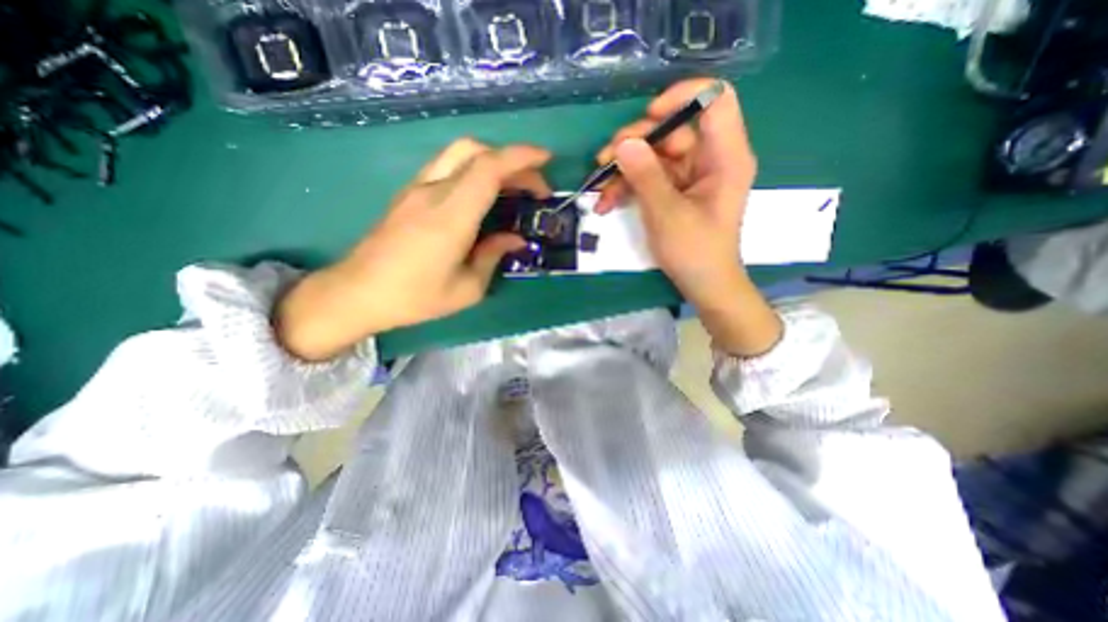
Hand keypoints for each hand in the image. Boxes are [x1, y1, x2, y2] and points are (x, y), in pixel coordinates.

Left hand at [278, 136, 554, 358]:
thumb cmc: (415, 298)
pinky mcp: (409, 194)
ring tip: (512, 189)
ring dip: (492, 162)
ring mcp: (417, 189)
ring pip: (459, 154)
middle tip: (533, 187)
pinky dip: (474, 171)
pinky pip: (447, 168)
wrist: (357, 294)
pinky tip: (484, 197)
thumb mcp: (467, 289)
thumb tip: (515, 238)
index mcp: (450, 217)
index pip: (488, 169)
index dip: (521, 158)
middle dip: (512, 160)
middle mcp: (432, 193)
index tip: (547, 160)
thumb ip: (494, 256)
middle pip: (475, 151)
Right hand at [598, 79, 778, 357]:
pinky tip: (607, 203)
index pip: (715, 99)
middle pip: (673, 129)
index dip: (682, 96)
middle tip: (604, 160)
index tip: (648, 117)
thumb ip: (646, 176)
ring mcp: (690, 175)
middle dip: (635, 142)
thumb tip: (623, 144)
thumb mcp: (667, 214)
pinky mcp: (675, 190)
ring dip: (624, 169)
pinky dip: (628, 187)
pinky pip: (650, 176)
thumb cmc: (695, 252)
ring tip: (600, 189)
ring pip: (654, 154)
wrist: (703, 284)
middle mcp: (710, 158)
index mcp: (725, 156)